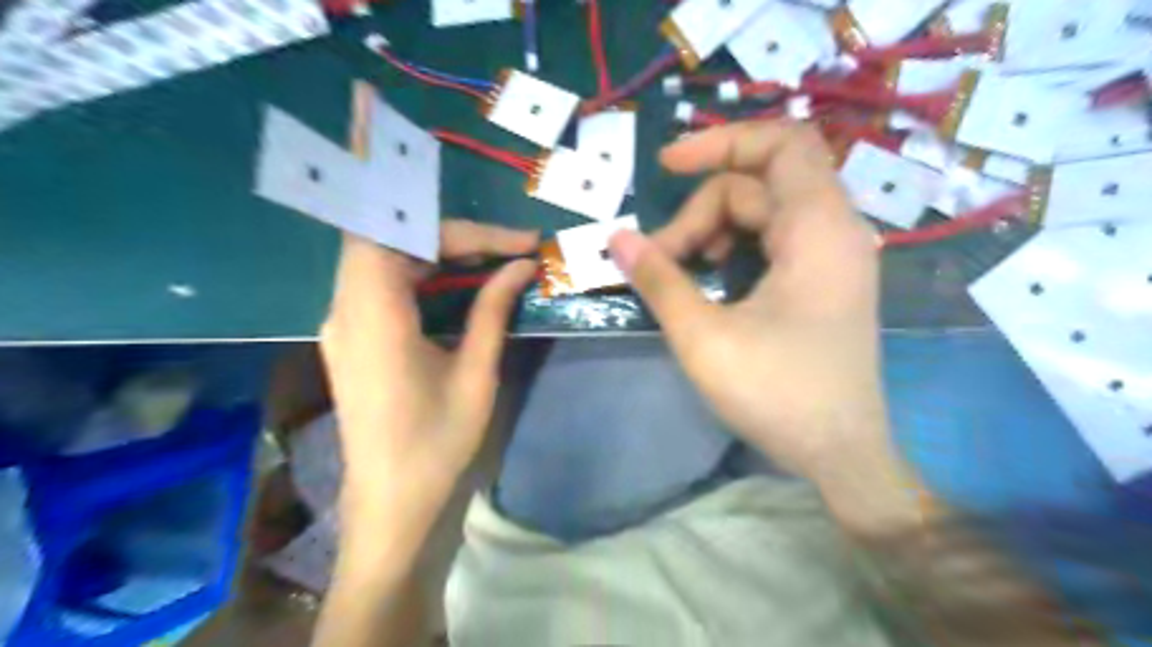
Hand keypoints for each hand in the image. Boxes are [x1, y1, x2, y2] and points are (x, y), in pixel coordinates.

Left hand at [320, 223, 537, 525]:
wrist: (389, 501)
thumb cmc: (436, 444)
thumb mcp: (475, 375)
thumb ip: (493, 310)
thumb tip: (522, 266)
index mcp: (374, 319)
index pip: (406, 237)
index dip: (463, 231)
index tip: (517, 243)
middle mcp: (345, 310)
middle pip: (392, 240)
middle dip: (453, 237)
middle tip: (507, 251)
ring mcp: (343, 323)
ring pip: (386, 258)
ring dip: (439, 253)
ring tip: (492, 262)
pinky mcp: (351, 336)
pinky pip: (383, 284)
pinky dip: (422, 274)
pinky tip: (457, 286)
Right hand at [613, 118, 889, 486]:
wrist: (841, 454)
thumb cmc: (778, 394)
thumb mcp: (704, 337)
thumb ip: (660, 280)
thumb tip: (617, 238)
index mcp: (818, 228)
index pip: (781, 142)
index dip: (721, 141)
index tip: (667, 166)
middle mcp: (835, 229)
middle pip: (760, 182)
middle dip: (702, 209)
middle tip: (661, 255)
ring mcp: (832, 255)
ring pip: (765, 211)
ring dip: (715, 229)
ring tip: (682, 271)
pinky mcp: (825, 279)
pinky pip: (776, 237)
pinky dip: (738, 245)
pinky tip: (714, 277)